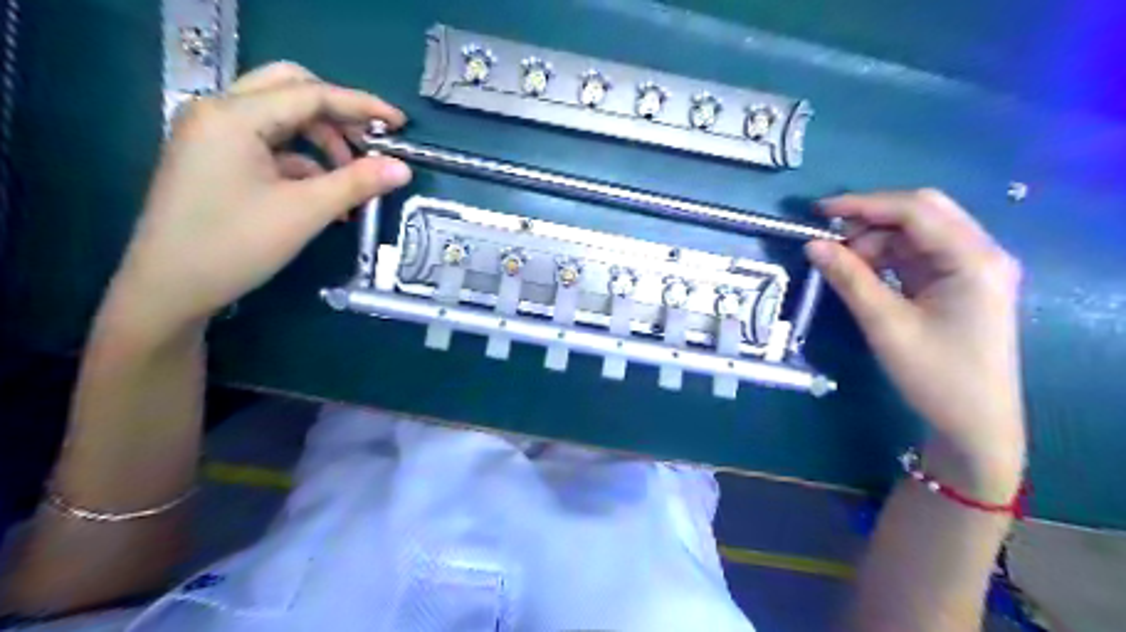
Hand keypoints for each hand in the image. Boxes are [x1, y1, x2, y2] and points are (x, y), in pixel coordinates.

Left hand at [104, 63, 411, 337]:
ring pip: (281, 118)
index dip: (362, 106)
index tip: (400, 124)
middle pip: (291, 91)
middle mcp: (219, 112)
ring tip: (350, 180)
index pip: (310, 94)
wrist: (169, 288)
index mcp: (234, 116)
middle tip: (370, 145)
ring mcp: (213, 135)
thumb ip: (357, 183)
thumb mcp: (305, 212)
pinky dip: (303, 161)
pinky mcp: (215, 159)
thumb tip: (403, 168)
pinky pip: (269, 144)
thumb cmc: (235, 245)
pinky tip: (324, 194)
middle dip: (337, 115)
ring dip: (322, 141)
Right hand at [806, 189, 1026, 495]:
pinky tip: (860, 273)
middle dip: (869, 221)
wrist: (974, 425)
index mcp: (974, 258)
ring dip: (874, 242)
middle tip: (827, 238)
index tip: (818, 212)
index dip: (864, 204)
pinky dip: (883, 259)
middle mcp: (978, 253)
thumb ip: (849, 279)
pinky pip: (914, 256)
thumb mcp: (886, 325)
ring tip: (840, 265)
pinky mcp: (956, 284)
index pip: (916, 210)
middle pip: (920, 214)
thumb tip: (811, 245)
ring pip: (914, 235)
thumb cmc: (936, 375)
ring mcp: (969, 268)